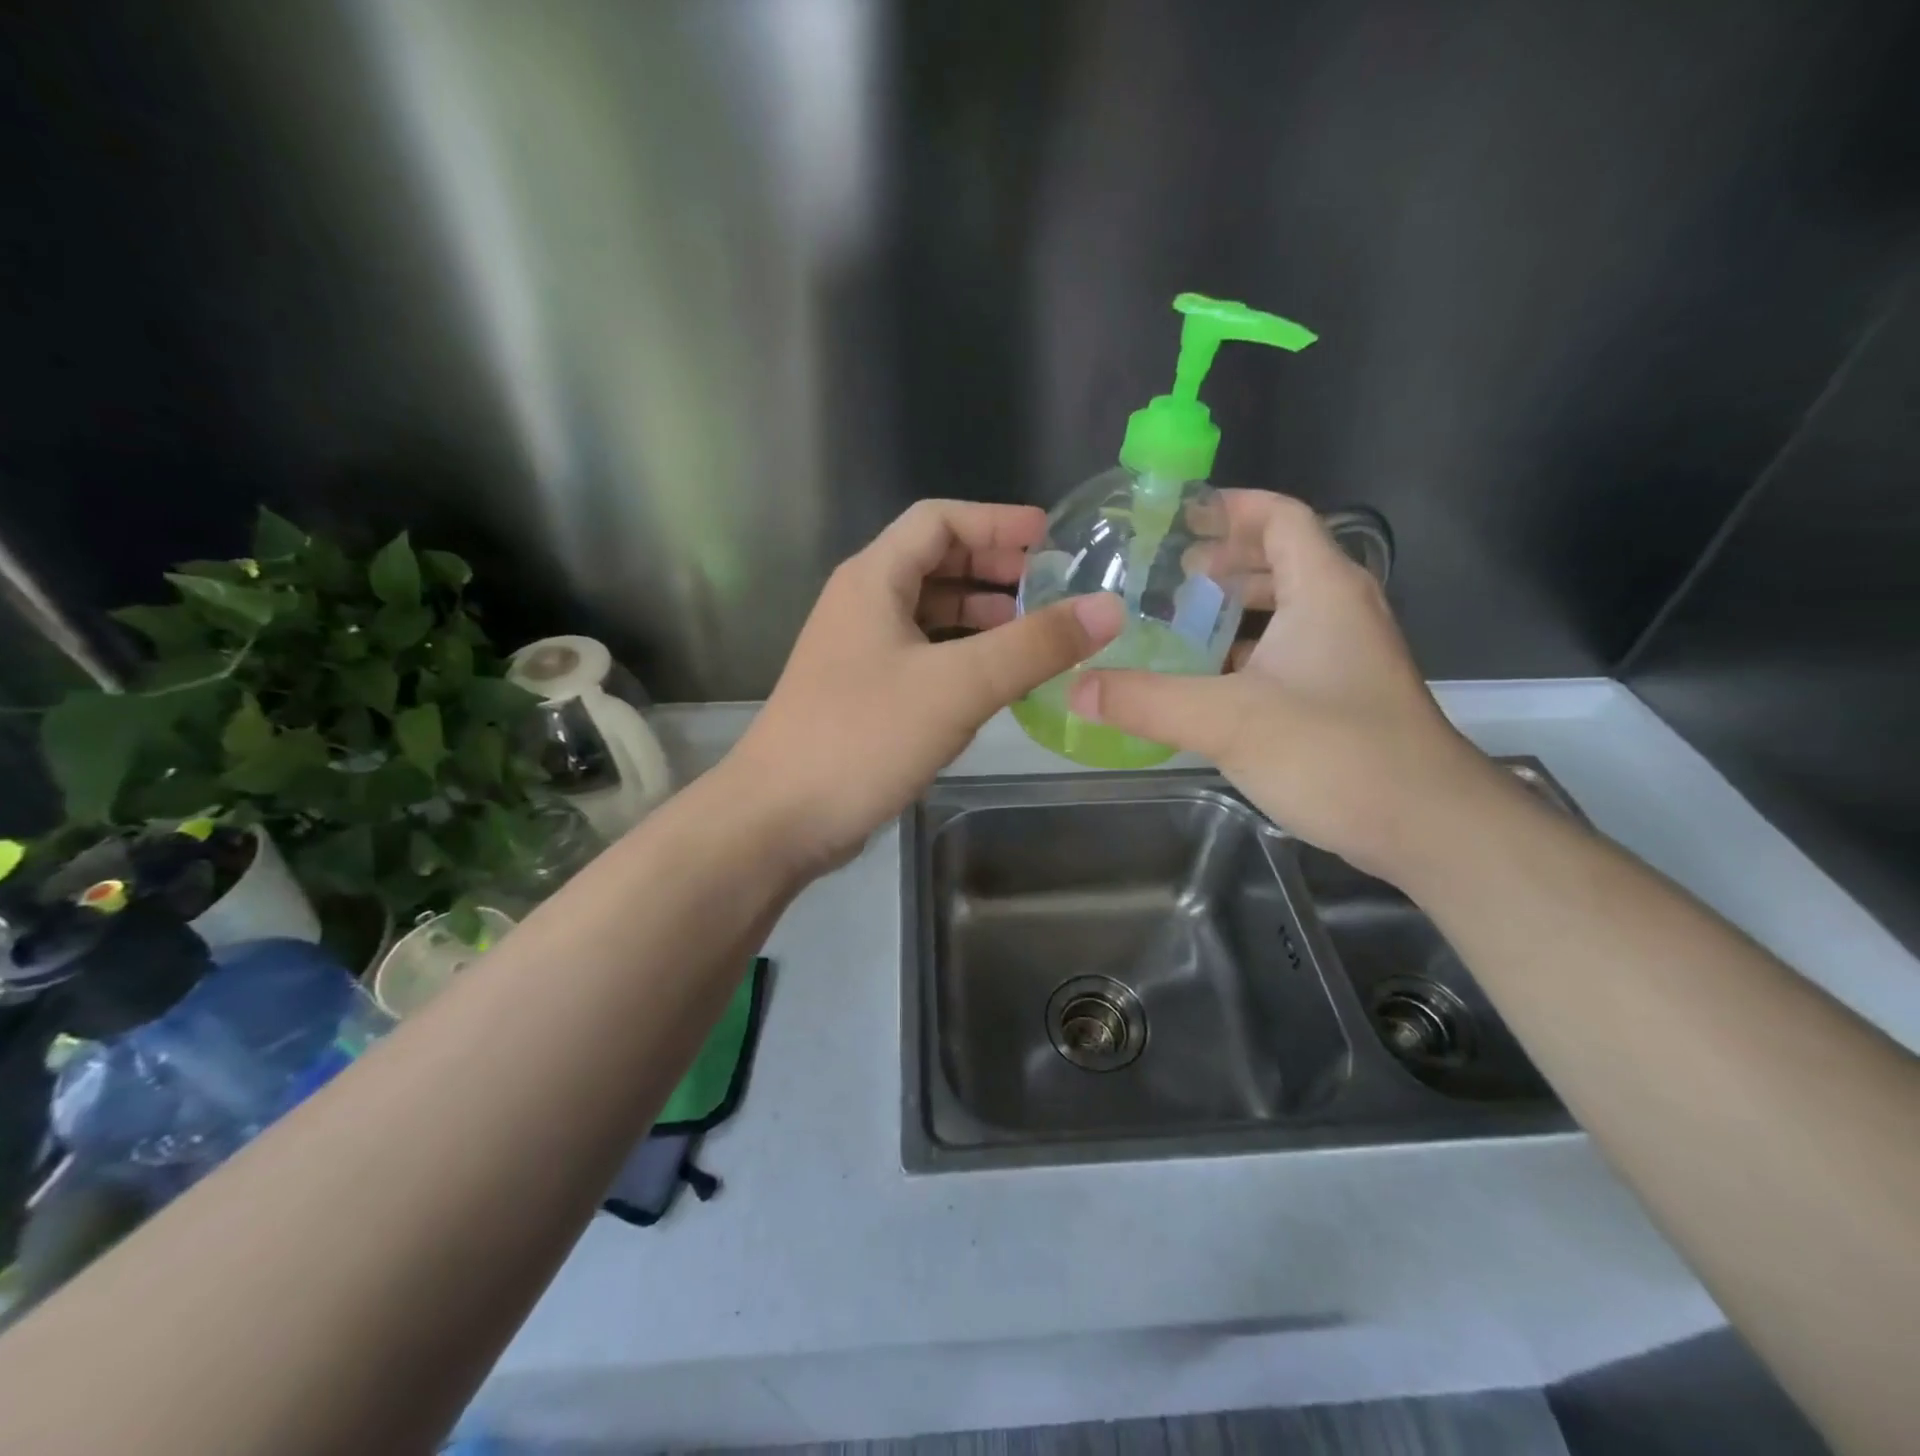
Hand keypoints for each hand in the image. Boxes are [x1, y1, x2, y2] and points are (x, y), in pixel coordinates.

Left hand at [732, 500, 1123, 871]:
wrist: (779, 818)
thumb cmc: (862, 737)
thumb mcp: (957, 686)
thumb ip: (1034, 646)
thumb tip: (1107, 608)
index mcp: (873, 580)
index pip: (939, 521)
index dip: (997, 521)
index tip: (1052, 539)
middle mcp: (862, 605)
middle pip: (935, 564)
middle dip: (996, 570)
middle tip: (1054, 589)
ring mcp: (860, 652)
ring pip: (931, 615)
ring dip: (982, 617)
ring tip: (1037, 634)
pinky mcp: (865, 695)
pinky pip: (924, 656)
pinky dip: (964, 657)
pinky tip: (998, 681)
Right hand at [1068, 491, 1496, 877]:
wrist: (1428, 827)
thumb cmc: (1336, 753)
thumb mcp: (1229, 721)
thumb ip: (1146, 701)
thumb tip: (1076, 688)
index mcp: (1324, 590)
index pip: (1280, 516)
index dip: (1230, 507)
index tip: (1175, 519)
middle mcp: (1342, 612)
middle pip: (1281, 559)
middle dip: (1223, 559)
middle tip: (1163, 576)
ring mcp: (1347, 656)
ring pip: (1284, 611)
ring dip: (1234, 609)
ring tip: (1176, 622)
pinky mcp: (1343, 697)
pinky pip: (1287, 654)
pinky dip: (1245, 653)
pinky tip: (1205, 681)